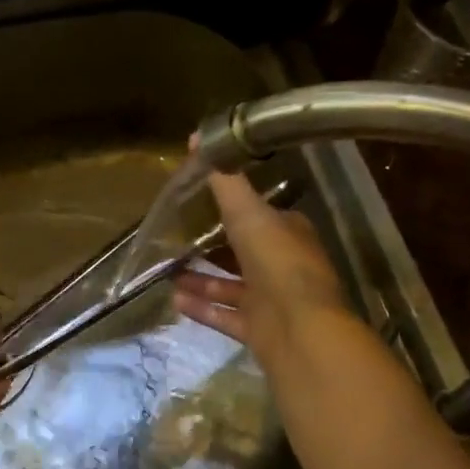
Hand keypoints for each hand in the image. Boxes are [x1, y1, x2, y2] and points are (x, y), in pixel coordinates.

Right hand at [172, 170, 356, 369]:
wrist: (300, 330)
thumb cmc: (278, 262)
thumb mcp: (247, 213)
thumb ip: (224, 180)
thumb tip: (198, 137)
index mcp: (289, 234)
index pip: (261, 215)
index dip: (235, 208)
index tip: (203, 201)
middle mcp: (283, 266)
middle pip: (244, 252)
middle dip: (213, 246)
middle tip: (179, 239)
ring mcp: (273, 302)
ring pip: (232, 286)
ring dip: (202, 279)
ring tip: (169, 272)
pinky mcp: (260, 330)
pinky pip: (226, 316)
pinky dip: (203, 308)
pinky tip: (175, 301)